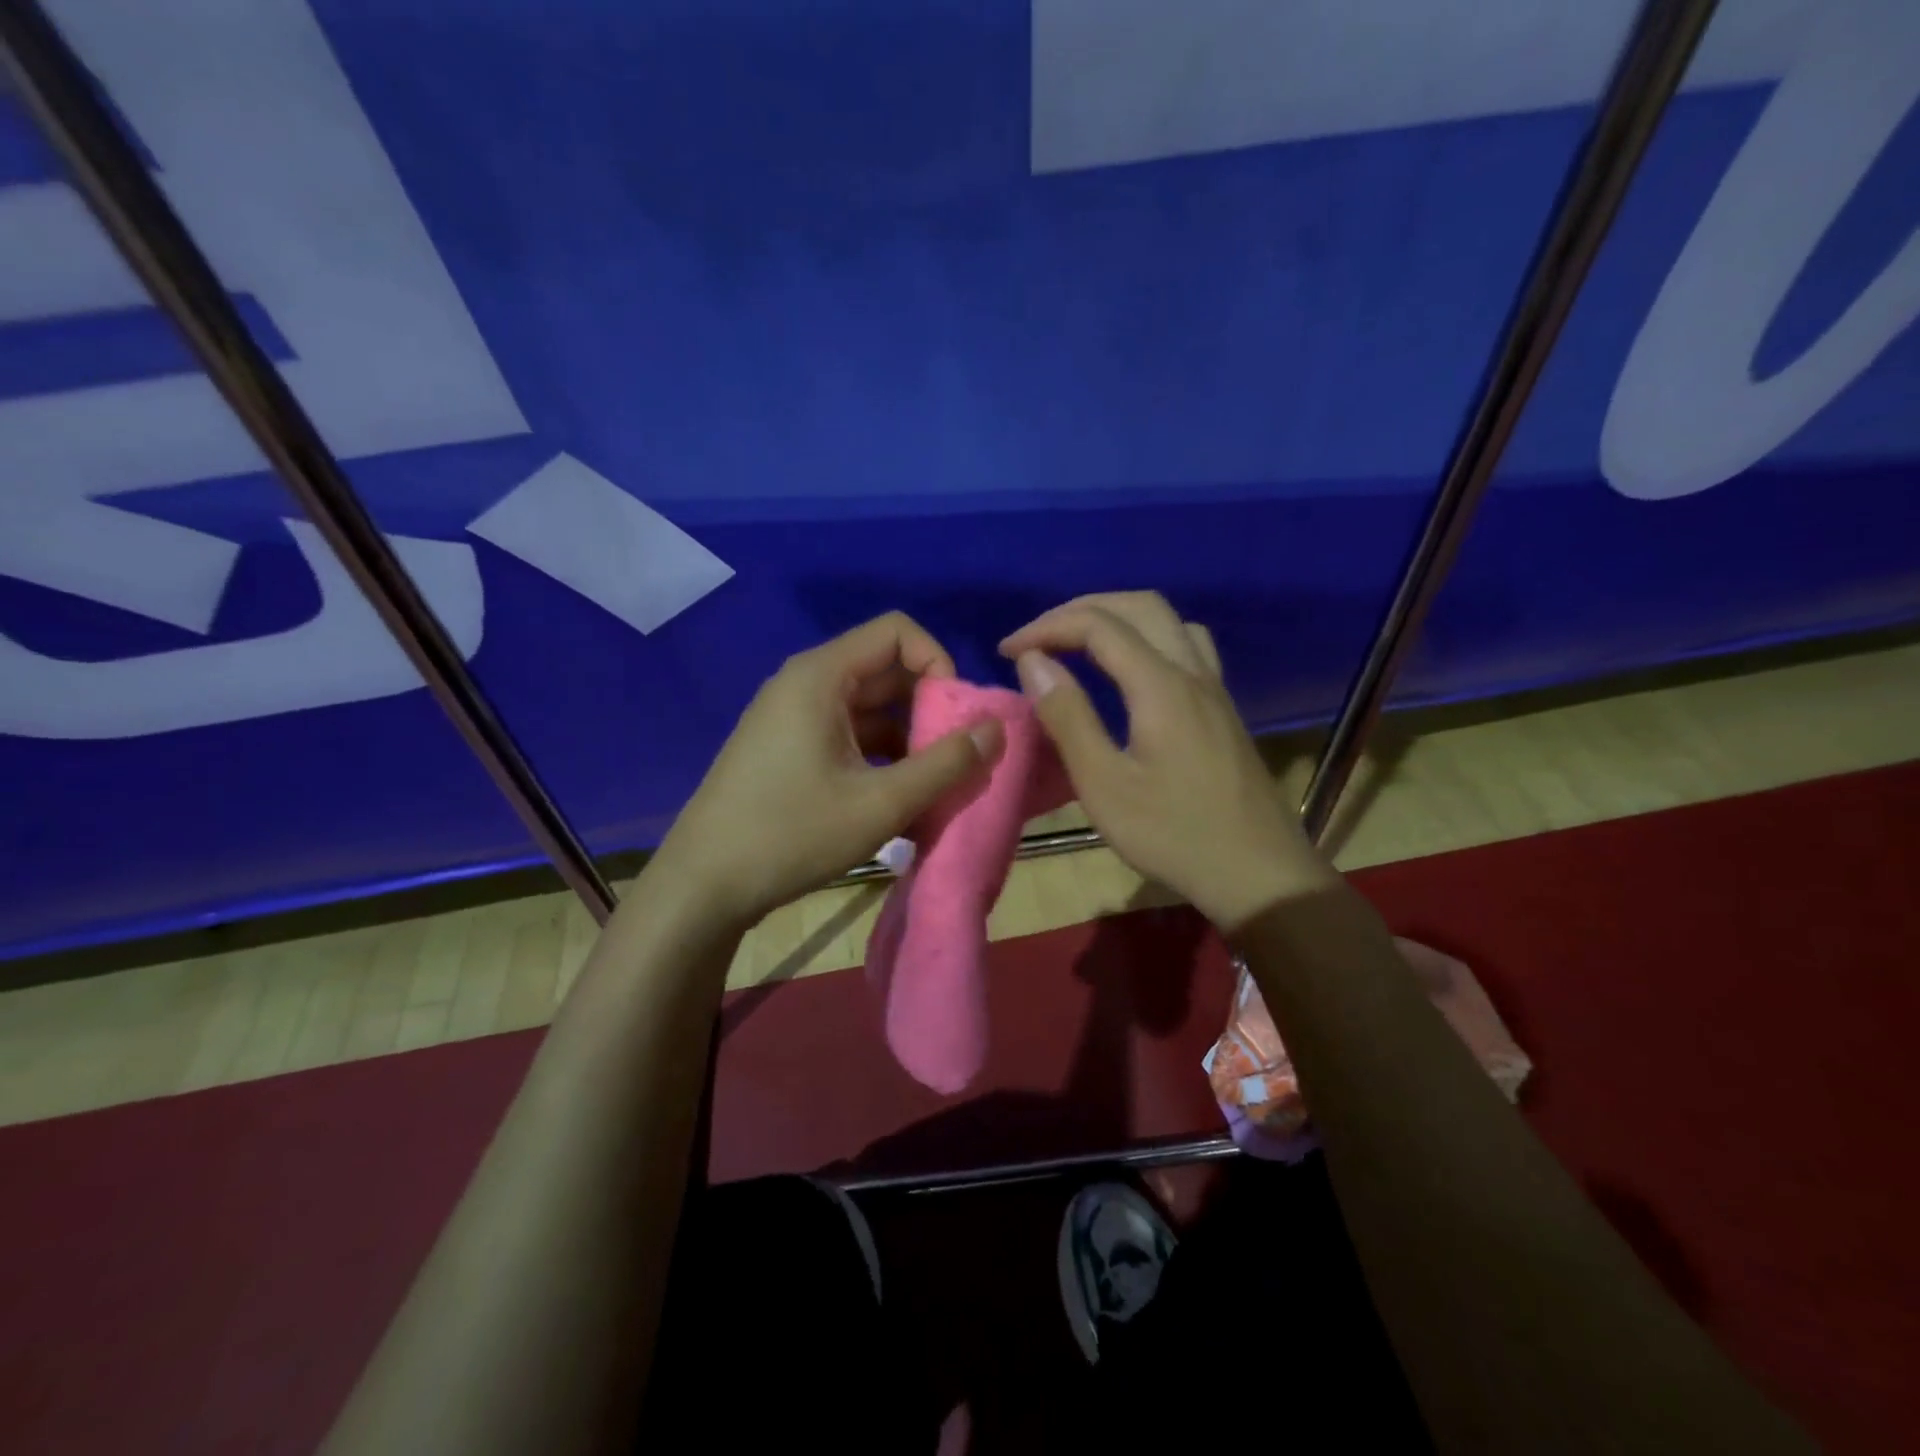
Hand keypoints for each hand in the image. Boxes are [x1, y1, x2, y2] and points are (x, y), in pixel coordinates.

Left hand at [652, 613, 1003, 928]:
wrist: (704, 884)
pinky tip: (894, 800)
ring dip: (907, 738)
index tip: (955, 715)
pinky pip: (847, 733)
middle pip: (885, 669)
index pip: (897, 632)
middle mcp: (805, 683)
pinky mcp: (788, 747)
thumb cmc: (792, 835)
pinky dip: (879, 756)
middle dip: (928, 707)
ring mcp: (793, 716)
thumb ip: (945, 764)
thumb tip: (996, 729)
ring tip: (929, 787)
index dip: (938, 662)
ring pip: (869, 707)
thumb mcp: (881, 804)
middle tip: (952, 758)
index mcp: (821, 676)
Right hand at [999, 592, 1332, 931]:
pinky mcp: (1222, 708)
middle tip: (1039, 638)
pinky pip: (1186, 644)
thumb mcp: (1105, 784)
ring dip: (1118, 617)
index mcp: (1161, 685)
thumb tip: (1034, 661)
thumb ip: (1068, 716)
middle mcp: (1192, 672)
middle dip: (1080, 611)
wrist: (1259, 873)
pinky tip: (1131, 670)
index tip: (1007, 652)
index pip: (1098, 625)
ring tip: (1080, 643)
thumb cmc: (1173, 834)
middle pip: (1138, 606)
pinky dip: (1147, 637)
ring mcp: (1214, 688)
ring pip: (1168, 620)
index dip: (1046, 628)